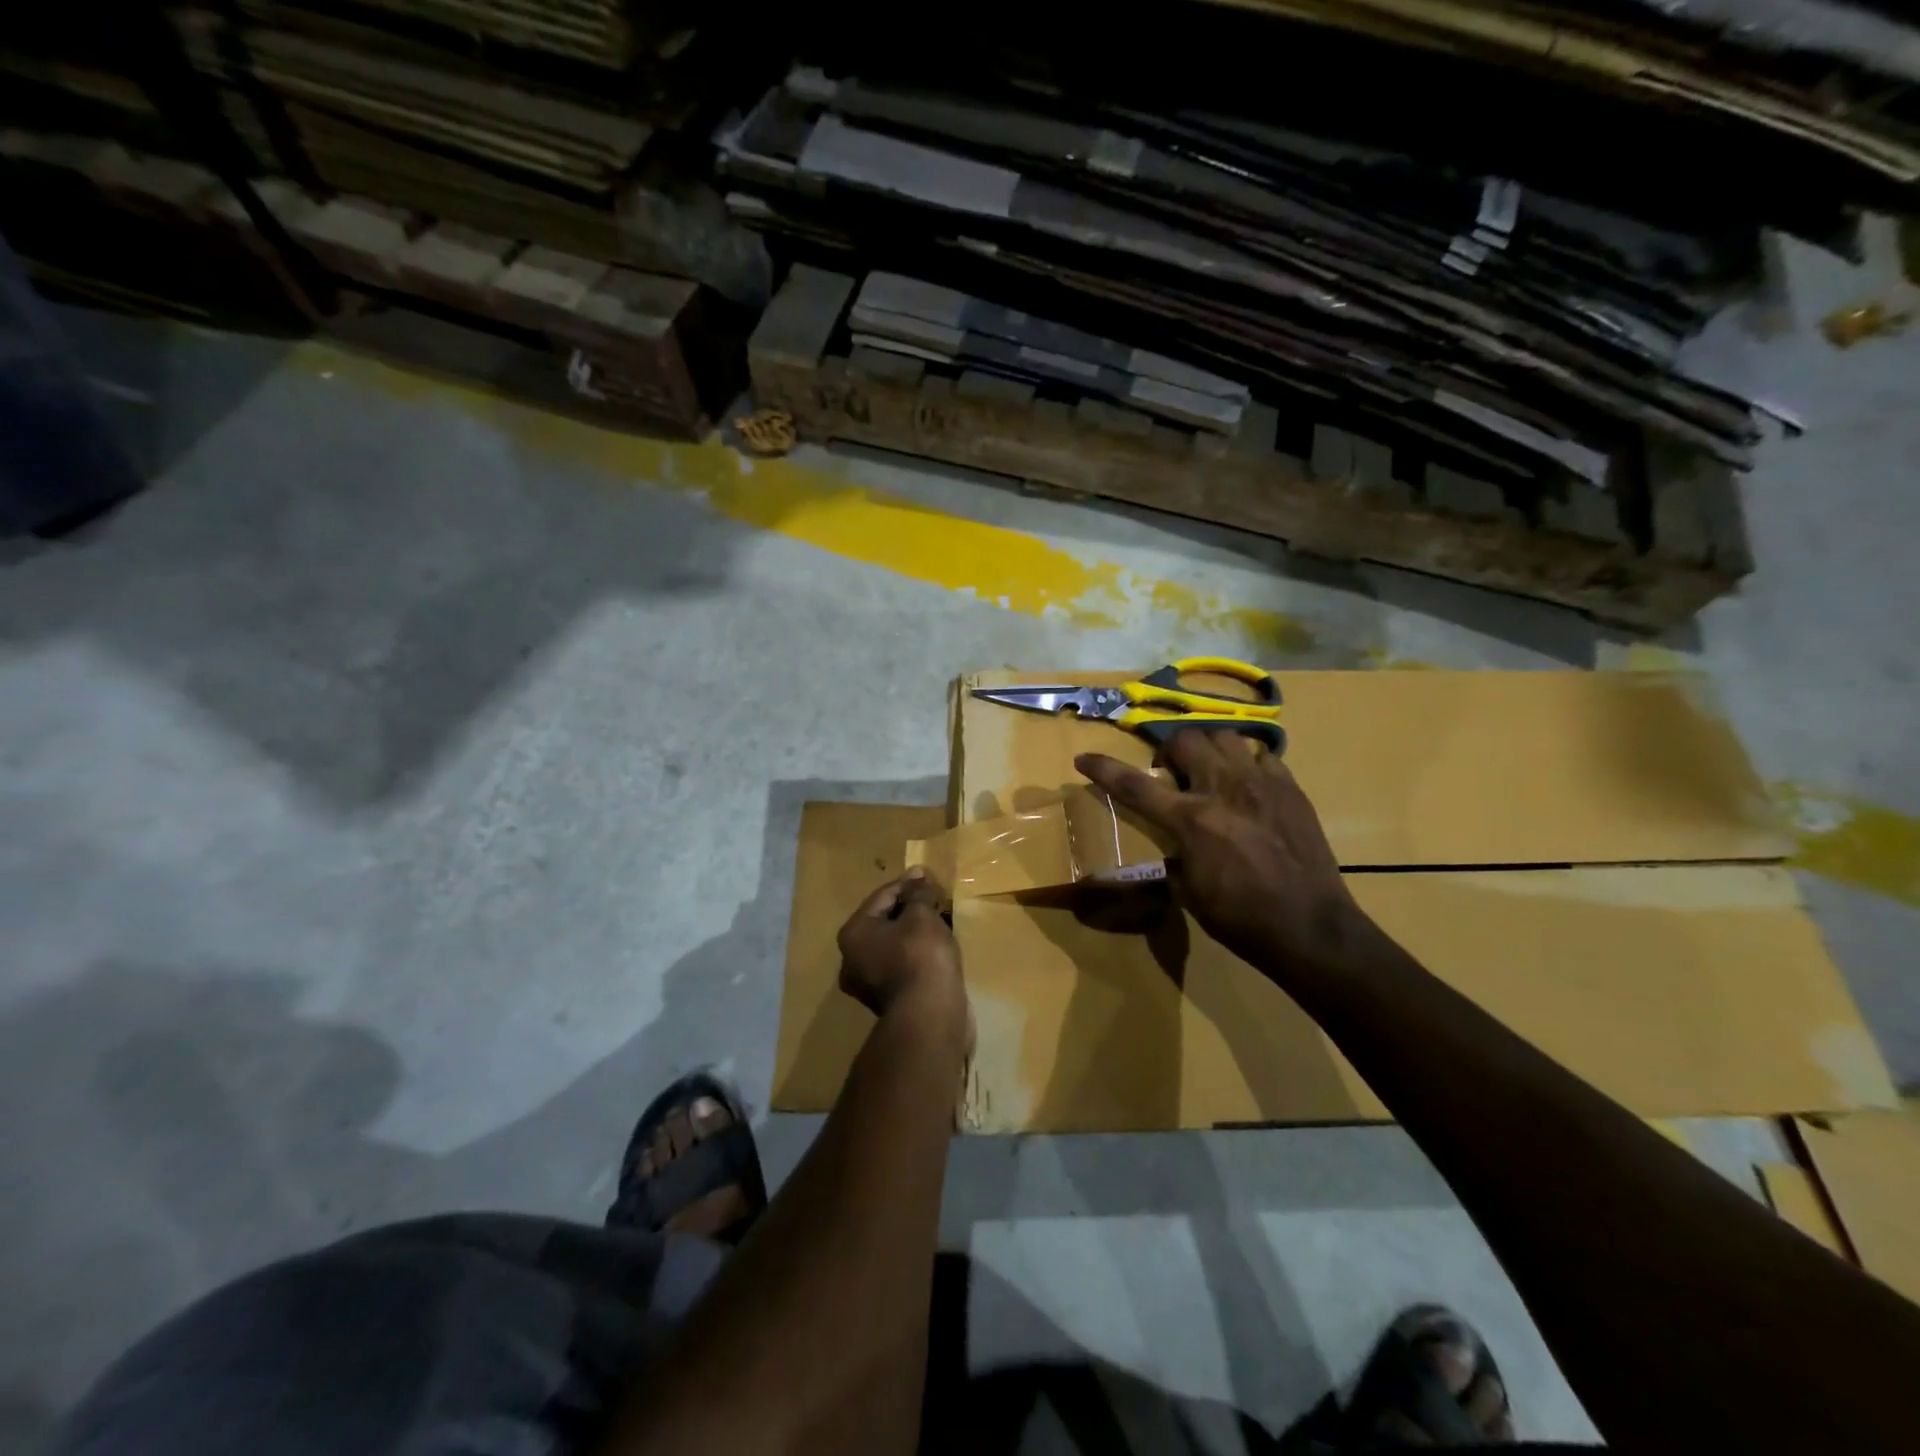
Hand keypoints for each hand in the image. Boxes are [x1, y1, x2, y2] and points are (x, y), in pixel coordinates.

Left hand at [837, 868, 968, 1034]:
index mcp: (853, 933)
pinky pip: (904, 964)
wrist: (930, 1017)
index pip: (881, 896)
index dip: (907, 882)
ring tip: (942, 919)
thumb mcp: (922, 915)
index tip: (928, 874)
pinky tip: (940, 946)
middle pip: (885, 921)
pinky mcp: (891, 1000)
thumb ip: (919, 893)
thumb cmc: (920, 956)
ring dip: (916, 930)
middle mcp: (853, 958)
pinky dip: (919, 952)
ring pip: (895, 945)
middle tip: (936, 896)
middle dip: (911, 907)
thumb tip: (918, 879)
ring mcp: (870, 984)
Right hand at [1076, 731, 1365, 975]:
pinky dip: (1248, 764)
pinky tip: (1249, 787)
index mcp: (1191, 820)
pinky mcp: (1291, 789)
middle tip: (1172, 776)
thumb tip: (1169, 846)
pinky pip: (1264, 756)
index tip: (1083, 758)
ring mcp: (1261, 784)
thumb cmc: (1240, 918)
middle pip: (1185, 740)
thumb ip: (1173, 856)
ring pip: (1225, 736)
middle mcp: (1223, 789)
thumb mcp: (1188, 892)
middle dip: (1169, 751)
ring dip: (1209, 750)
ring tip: (1211, 774)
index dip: (1104, 768)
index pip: (1135, 785)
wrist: (1310, 928)